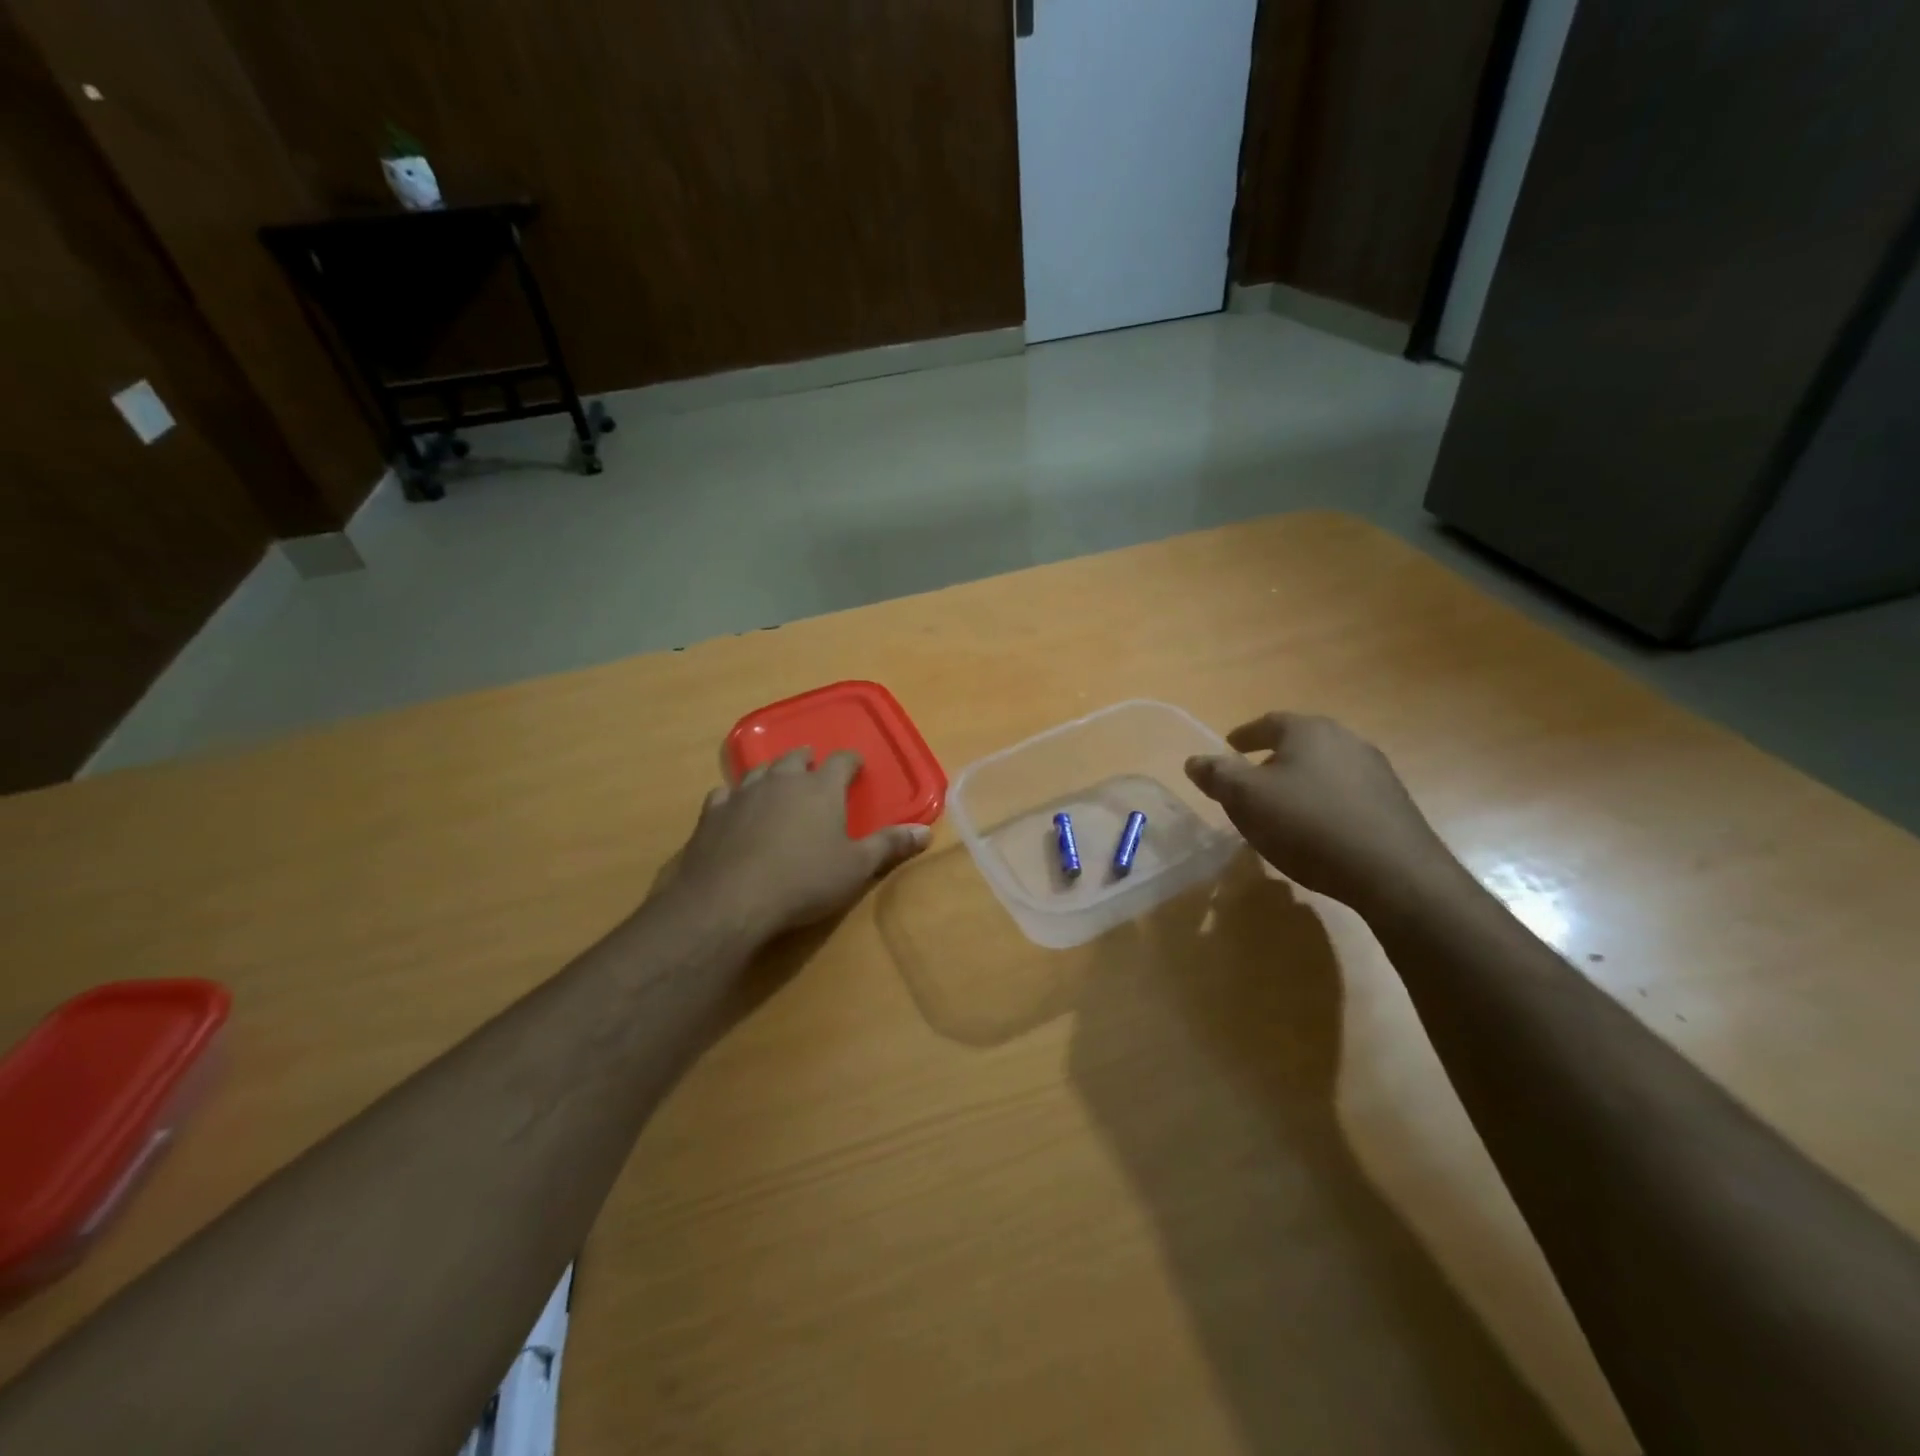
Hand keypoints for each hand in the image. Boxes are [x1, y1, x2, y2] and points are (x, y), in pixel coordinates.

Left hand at [665, 748, 930, 941]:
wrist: (730, 899)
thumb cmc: (804, 881)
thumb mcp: (856, 867)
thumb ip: (889, 846)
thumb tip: (925, 832)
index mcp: (821, 787)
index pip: (841, 761)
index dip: (851, 762)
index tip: (856, 766)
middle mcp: (782, 780)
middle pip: (796, 757)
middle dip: (808, 761)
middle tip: (814, 769)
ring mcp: (743, 793)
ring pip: (760, 770)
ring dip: (773, 773)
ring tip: (778, 781)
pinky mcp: (712, 813)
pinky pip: (725, 794)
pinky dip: (735, 797)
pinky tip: (734, 807)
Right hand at [1184, 712, 1456, 915]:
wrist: (1393, 872)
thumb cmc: (1308, 825)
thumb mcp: (1247, 799)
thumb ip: (1218, 776)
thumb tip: (1194, 760)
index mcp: (1308, 730)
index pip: (1268, 723)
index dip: (1244, 736)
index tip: (1229, 747)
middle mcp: (1345, 739)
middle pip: (1299, 743)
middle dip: (1272, 758)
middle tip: (1251, 779)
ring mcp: (1375, 770)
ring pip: (1324, 768)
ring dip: (1300, 781)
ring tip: (1282, 807)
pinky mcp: (1392, 802)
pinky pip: (1345, 793)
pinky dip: (1323, 802)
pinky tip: (1316, 829)